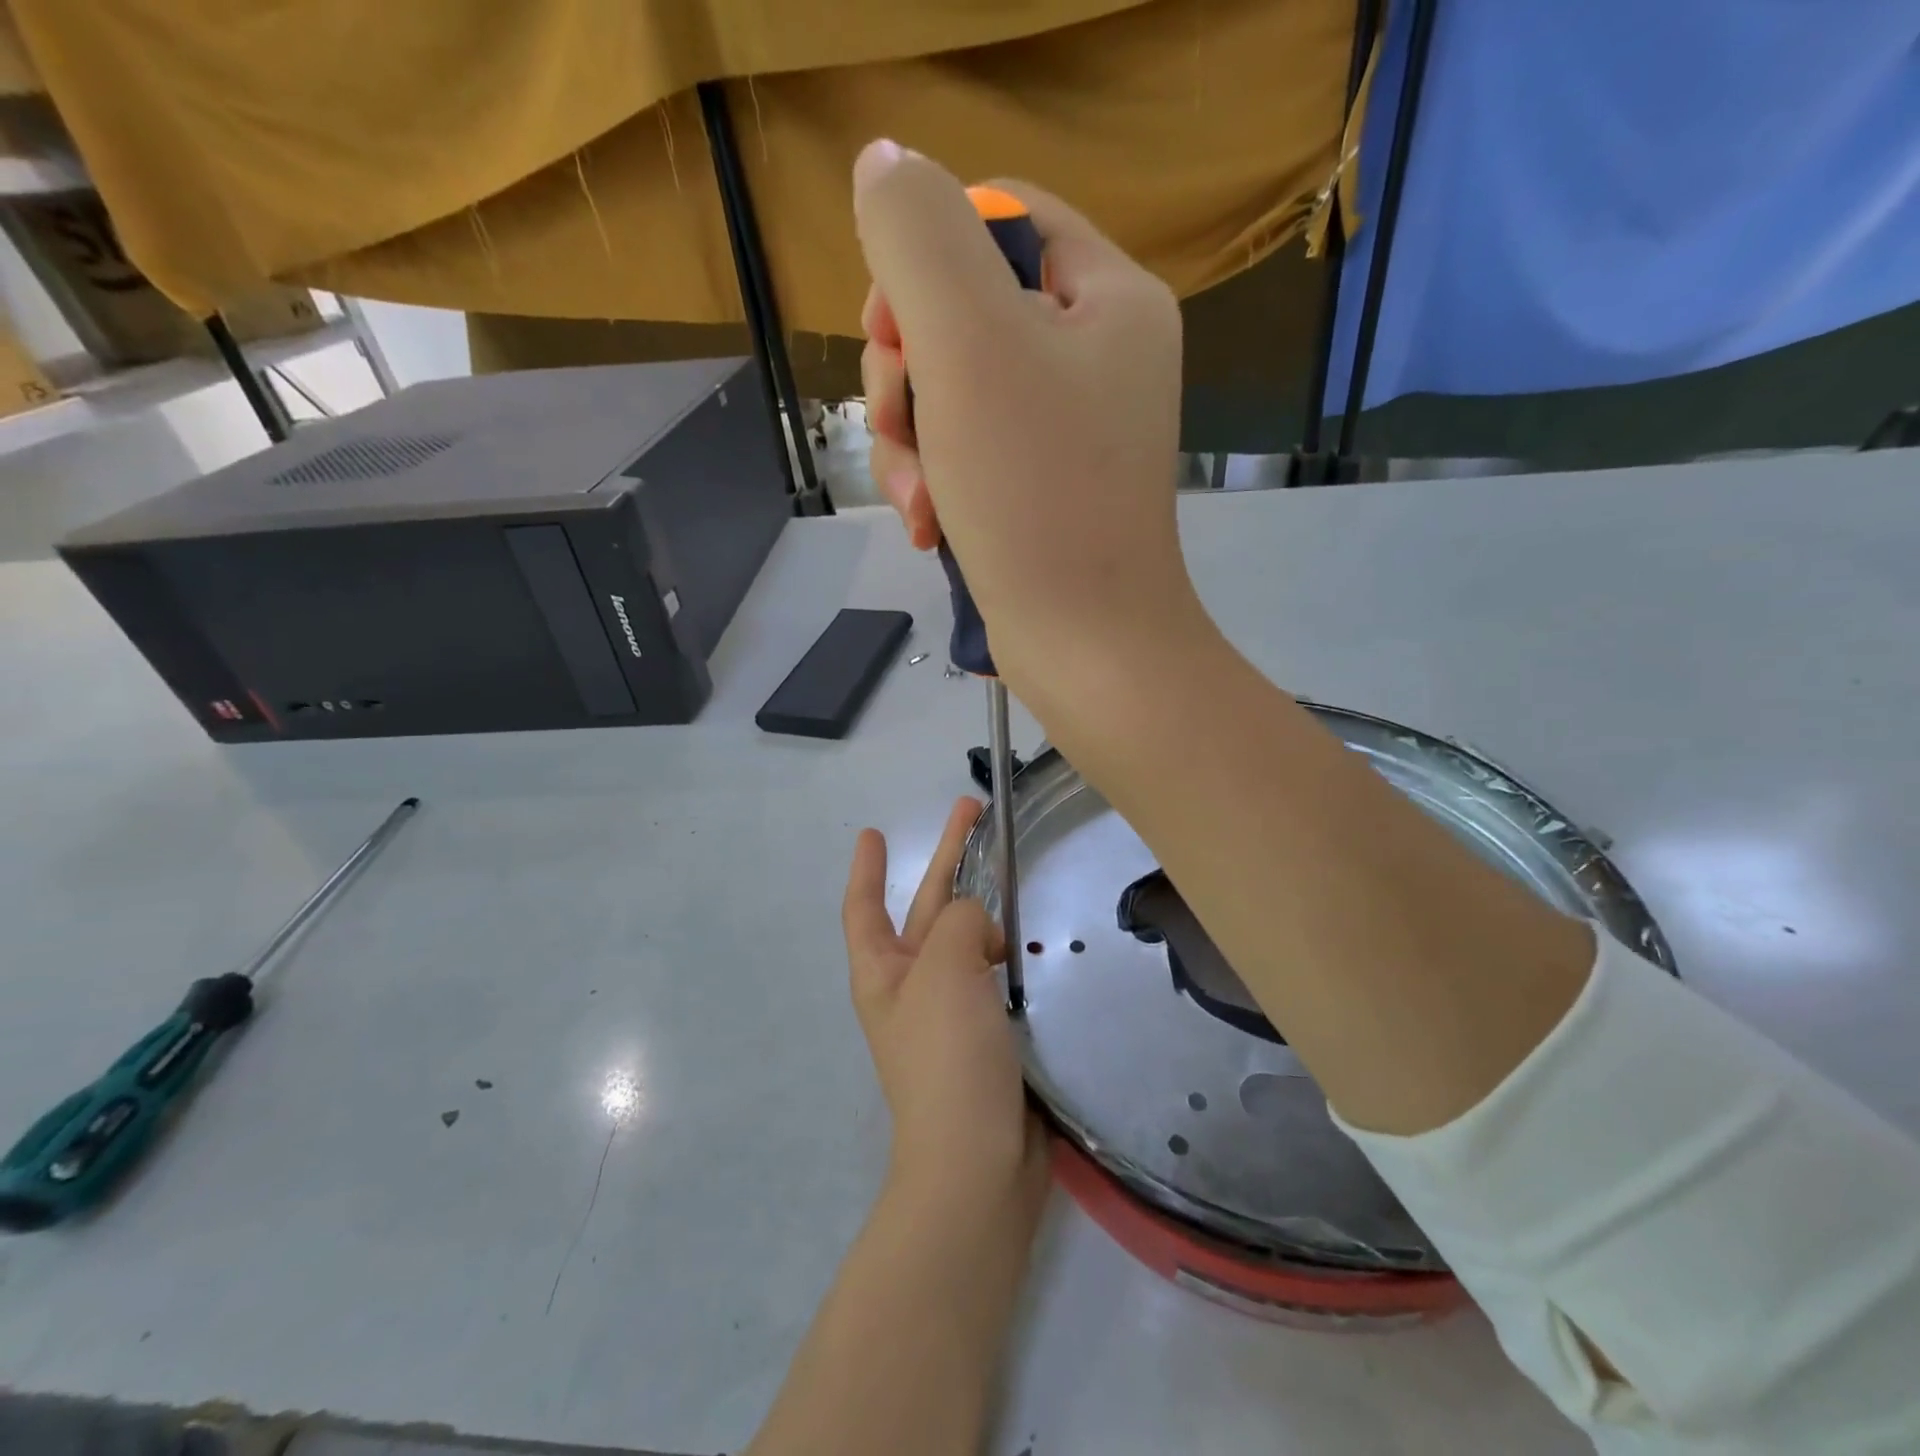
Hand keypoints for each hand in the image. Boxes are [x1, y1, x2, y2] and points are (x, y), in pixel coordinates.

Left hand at [842, 796, 1048, 1212]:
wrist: (978, 1163)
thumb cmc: (946, 1056)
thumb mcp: (943, 968)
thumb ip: (960, 921)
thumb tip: (982, 933)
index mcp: (883, 972)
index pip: (865, 906)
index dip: (867, 867)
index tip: (872, 831)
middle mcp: (912, 986)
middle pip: (927, 906)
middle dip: (947, 857)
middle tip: (973, 809)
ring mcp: (951, 1010)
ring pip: (967, 936)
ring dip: (985, 902)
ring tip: (1017, 869)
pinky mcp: (988, 1032)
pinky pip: (995, 972)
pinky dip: (1008, 946)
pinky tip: (1034, 933)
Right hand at [851, 140, 1201, 700]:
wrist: (1085, 647)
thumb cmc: (1036, 495)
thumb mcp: (969, 345)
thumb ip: (920, 239)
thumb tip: (884, 165)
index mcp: (1107, 301)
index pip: (1002, 220)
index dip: (928, 258)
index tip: (894, 328)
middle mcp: (1096, 358)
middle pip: (964, 313)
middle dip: (909, 373)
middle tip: (903, 427)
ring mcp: (1069, 432)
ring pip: (952, 393)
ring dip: (912, 442)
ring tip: (918, 502)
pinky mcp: (1041, 491)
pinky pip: (965, 454)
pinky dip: (935, 483)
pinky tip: (926, 526)